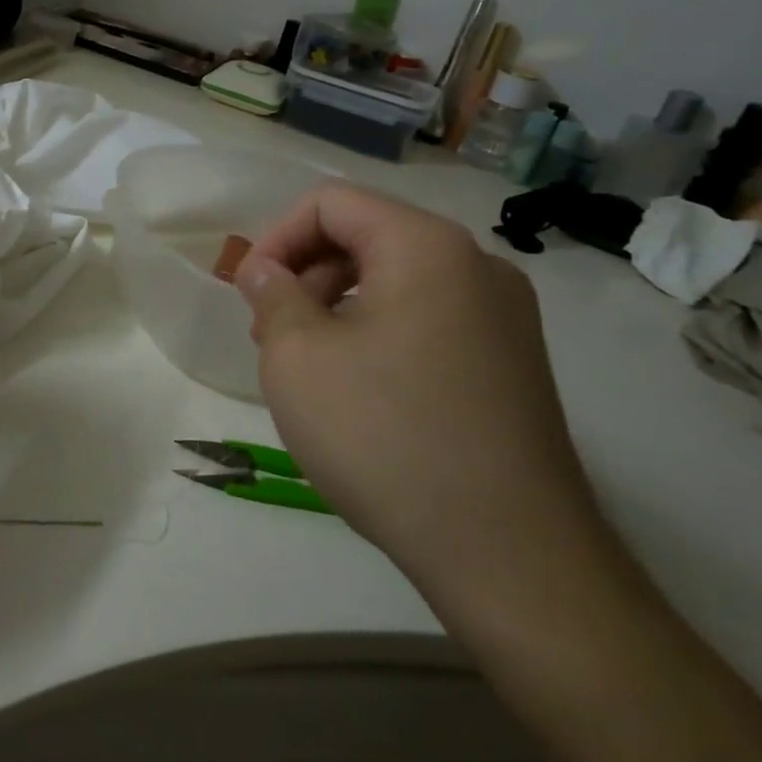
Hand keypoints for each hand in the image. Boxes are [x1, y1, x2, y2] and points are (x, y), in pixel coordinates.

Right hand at [234, 183, 603, 615]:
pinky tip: (358, 388)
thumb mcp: (297, 356)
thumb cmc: (385, 436)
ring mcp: (503, 317)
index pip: (331, 203)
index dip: (277, 236)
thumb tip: (265, 270)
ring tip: (308, 365)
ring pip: (395, 278)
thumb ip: (271, 294)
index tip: (251, 291)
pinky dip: (378, 331)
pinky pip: (427, 317)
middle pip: (366, 235)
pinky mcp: (511, 363)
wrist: (511, 558)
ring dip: (337, 304)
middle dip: (306, 273)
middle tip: (271, 333)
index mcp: (426, 247)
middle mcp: (476, 266)